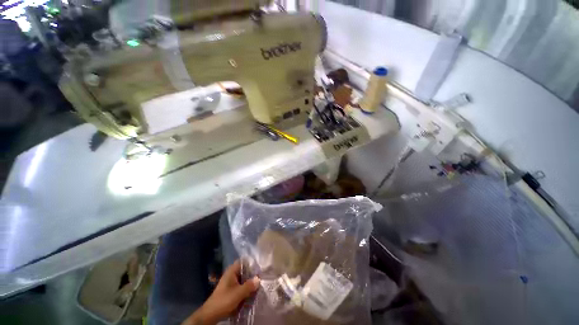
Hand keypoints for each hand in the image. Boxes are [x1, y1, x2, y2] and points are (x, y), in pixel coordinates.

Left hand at [183, 260, 259, 324]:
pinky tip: (252, 292)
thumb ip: (249, 285)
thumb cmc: (224, 300)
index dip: (252, 263)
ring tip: (259, 284)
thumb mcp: (238, 293)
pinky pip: (241, 286)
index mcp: (232, 271)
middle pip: (245, 270)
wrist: (210, 315)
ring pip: (244, 279)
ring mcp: (231, 282)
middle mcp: (232, 274)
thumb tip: (259, 279)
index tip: (260, 266)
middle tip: (262, 277)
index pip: (244, 261)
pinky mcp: (231, 290)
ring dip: (250, 282)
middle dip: (253, 274)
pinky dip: (246, 288)